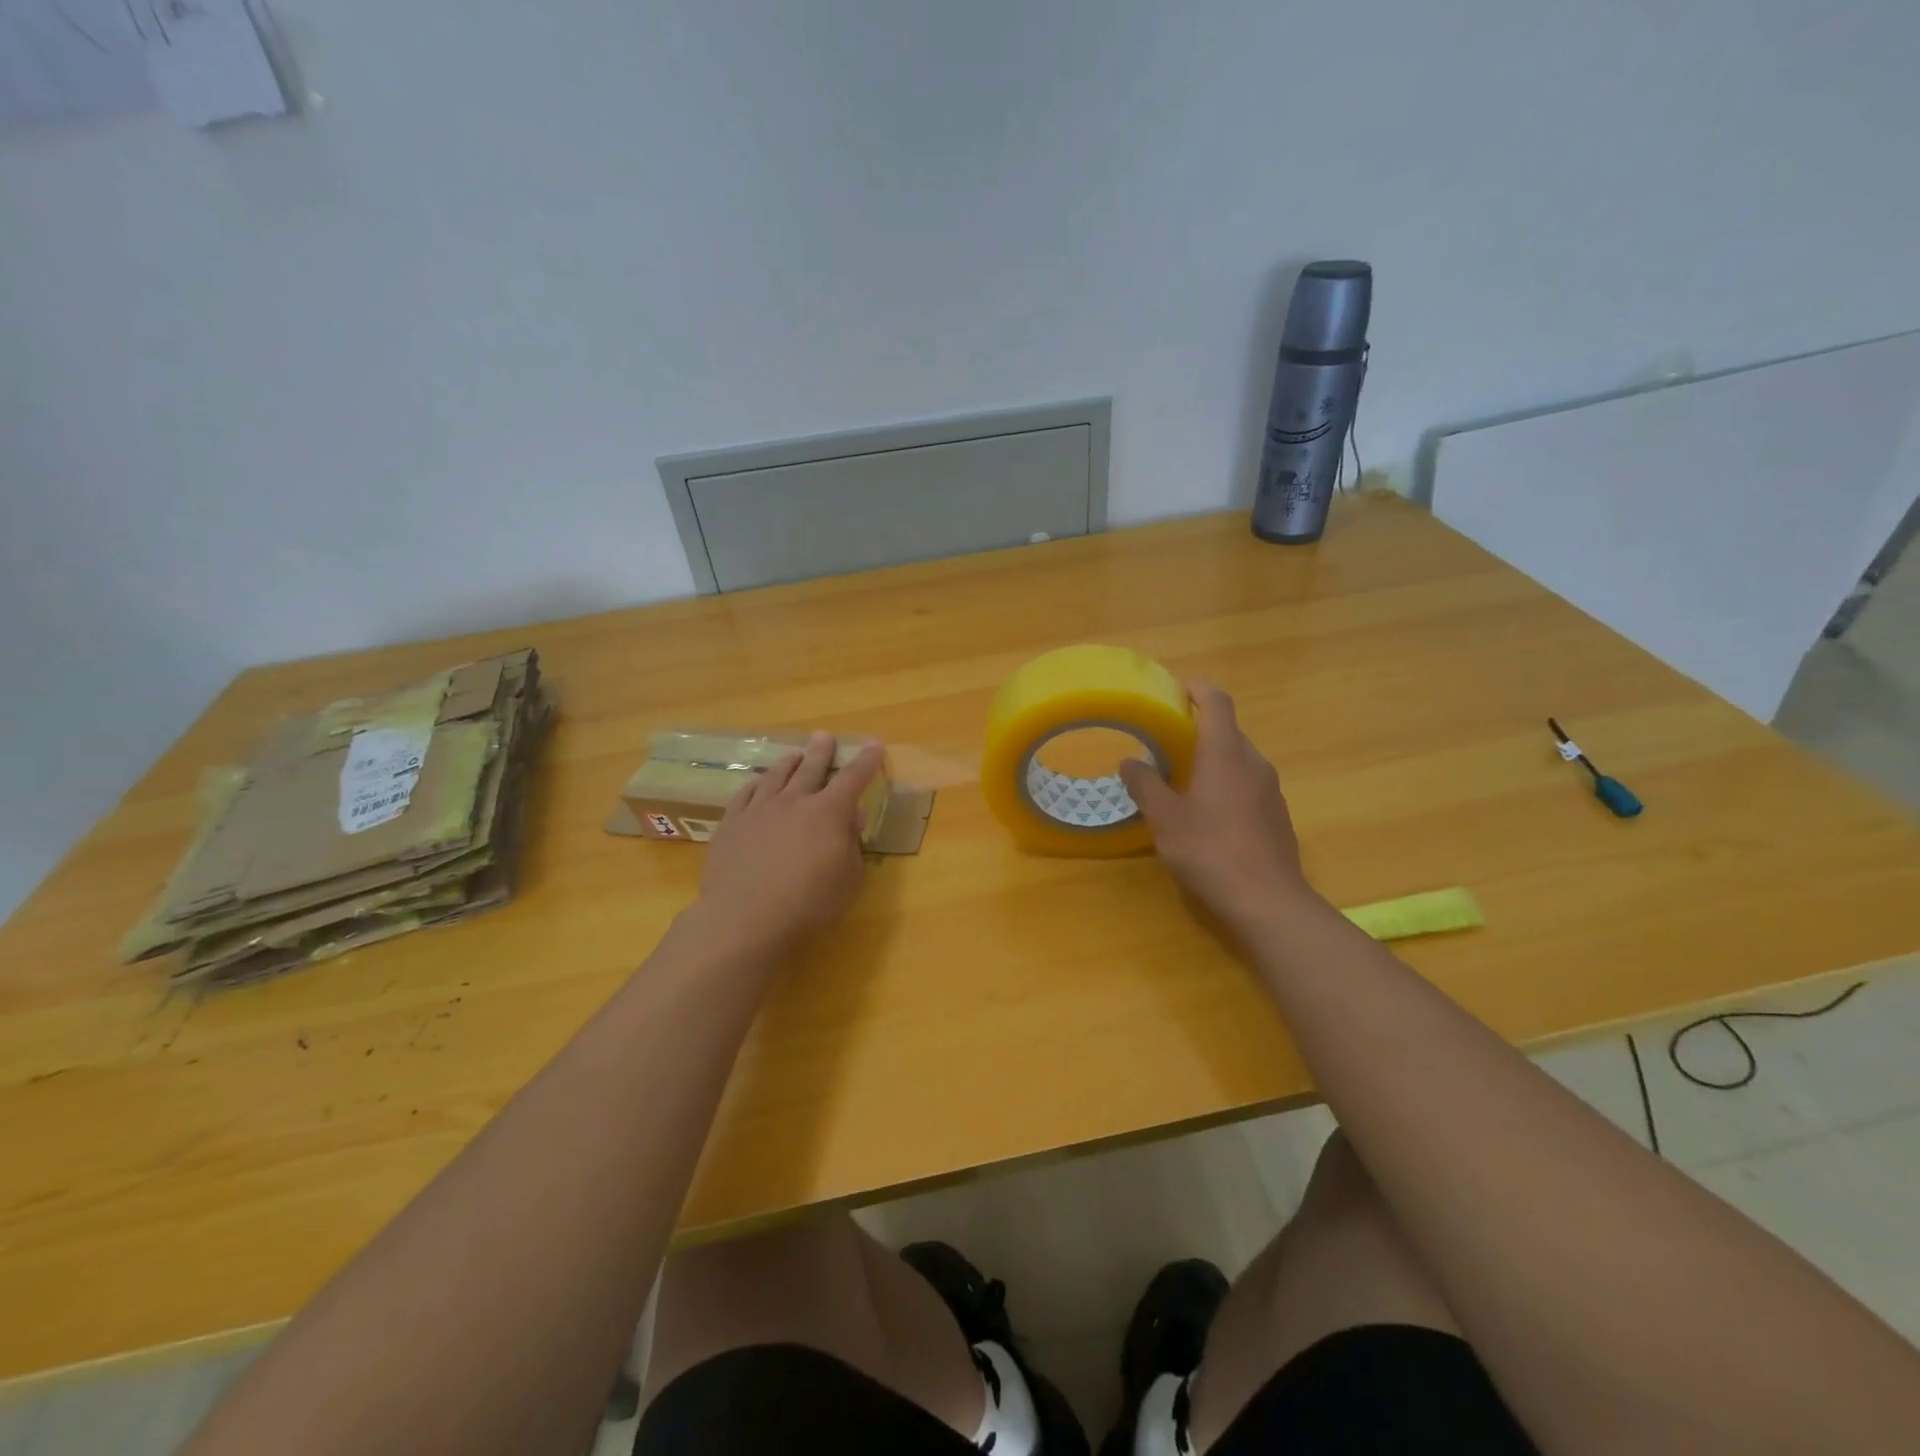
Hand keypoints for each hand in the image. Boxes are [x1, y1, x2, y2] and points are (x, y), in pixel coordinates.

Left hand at [693, 732, 885, 958]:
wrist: (745, 919)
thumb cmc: (809, 905)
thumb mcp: (849, 880)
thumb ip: (853, 844)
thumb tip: (853, 816)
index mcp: (829, 812)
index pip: (854, 778)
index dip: (866, 761)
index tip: (874, 745)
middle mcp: (794, 801)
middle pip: (810, 768)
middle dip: (821, 751)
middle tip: (823, 736)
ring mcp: (758, 810)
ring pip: (776, 776)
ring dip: (788, 763)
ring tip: (794, 755)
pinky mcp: (731, 825)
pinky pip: (744, 794)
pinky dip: (755, 784)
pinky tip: (757, 783)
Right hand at [1118, 684, 1315, 928]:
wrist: (1267, 900)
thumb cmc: (1209, 850)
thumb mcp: (1164, 818)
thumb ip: (1145, 784)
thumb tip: (1130, 761)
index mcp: (1225, 752)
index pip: (1216, 701)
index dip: (1196, 689)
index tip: (1175, 691)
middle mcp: (1253, 761)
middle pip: (1227, 730)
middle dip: (1198, 730)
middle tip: (1165, 742)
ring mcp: (1270, 789)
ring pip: (1238, 759)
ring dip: (1212, 759)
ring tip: (1181, 779)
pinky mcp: (1276, 815)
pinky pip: (1247, 784)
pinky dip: (1226, 784)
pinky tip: (1207, 814)